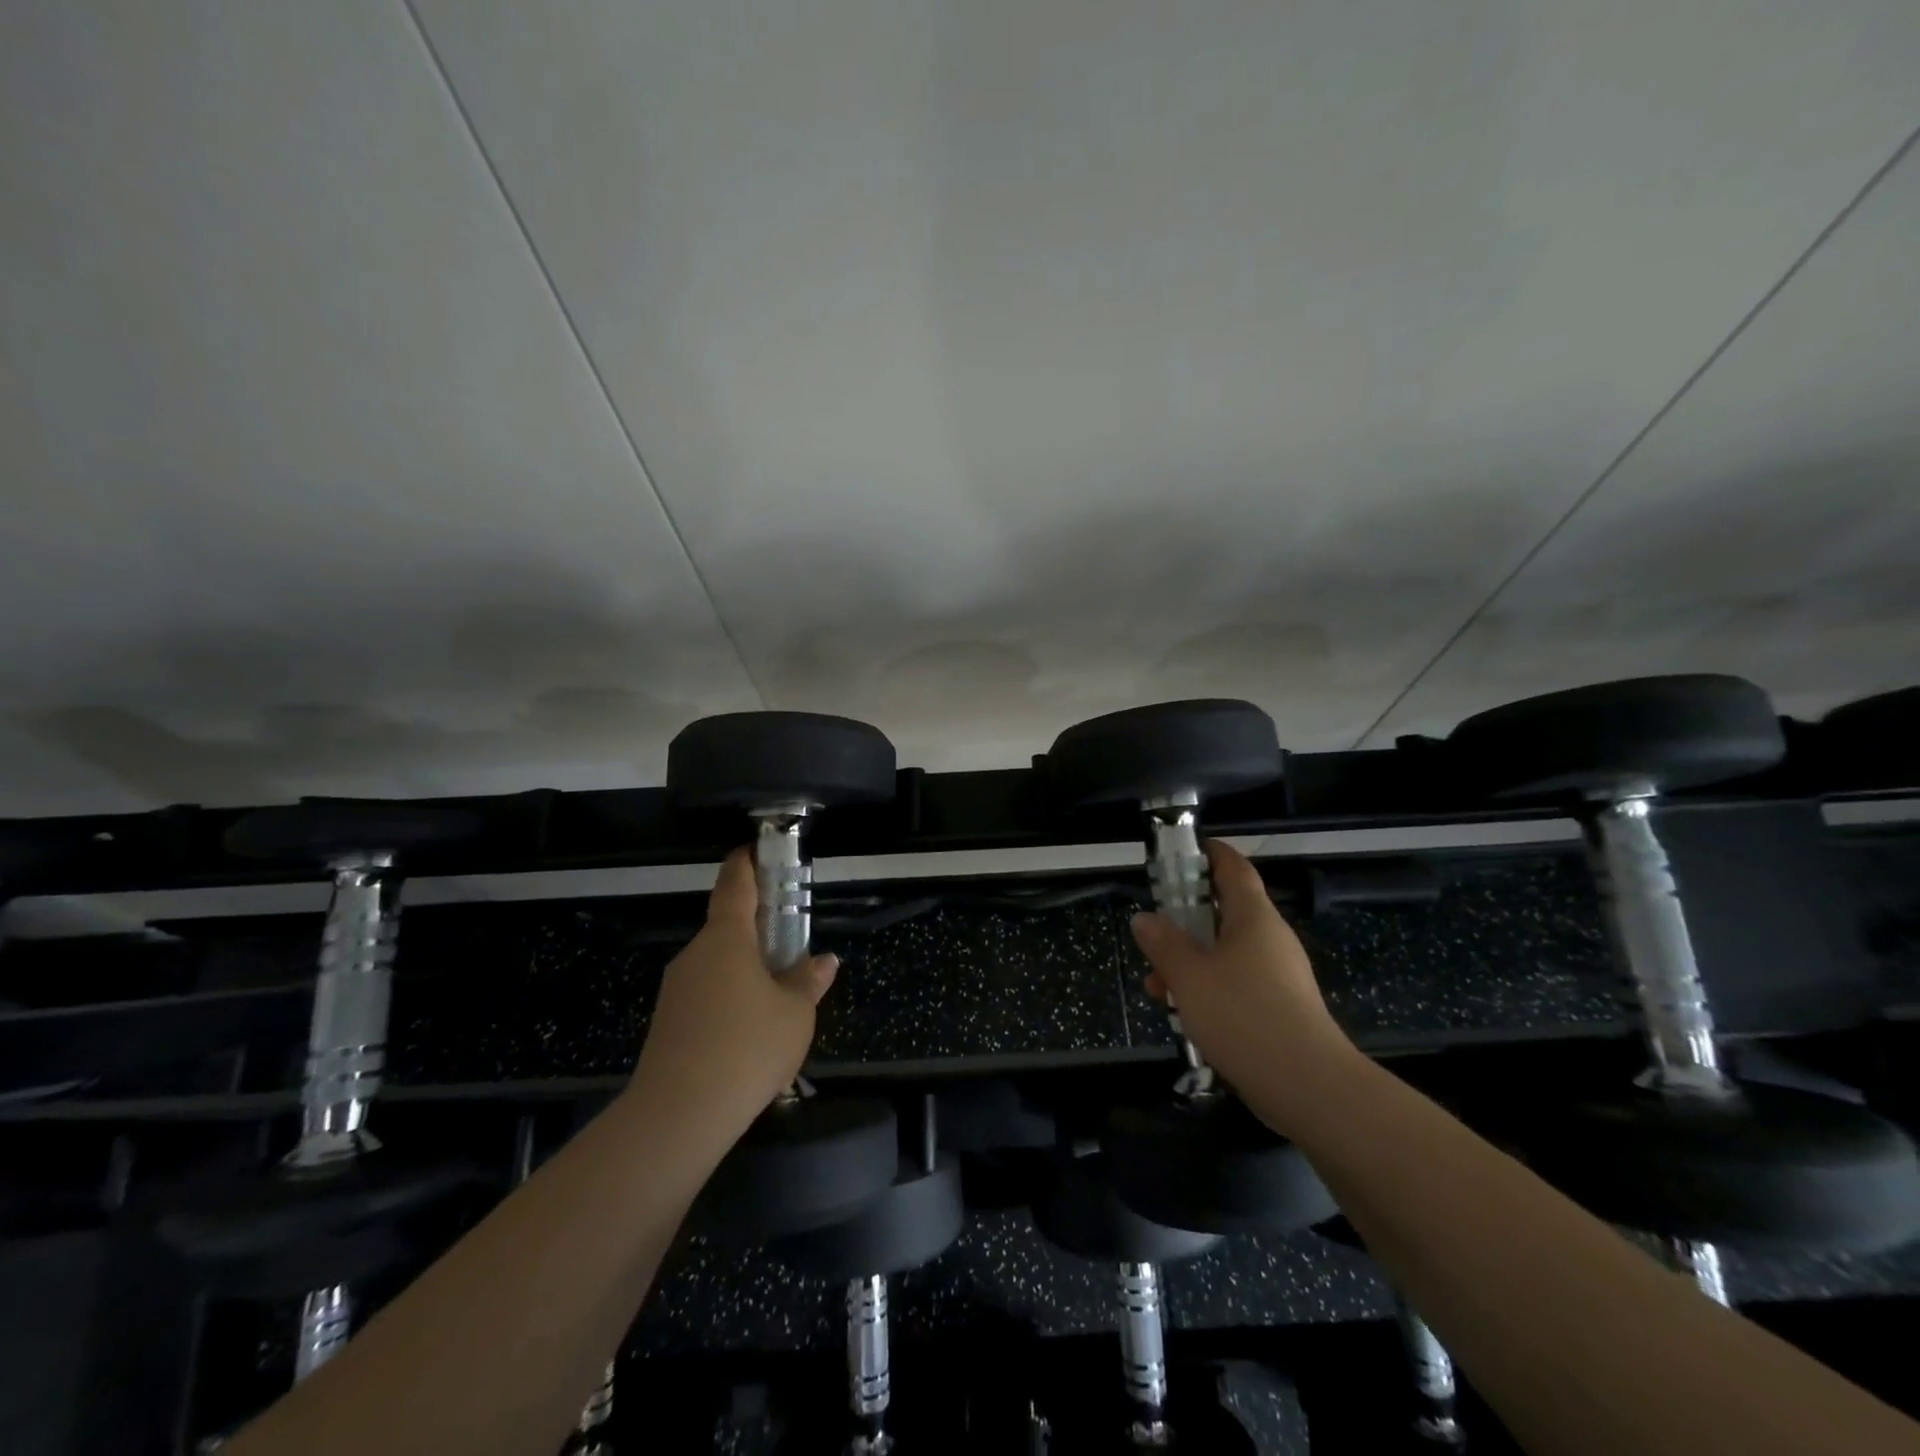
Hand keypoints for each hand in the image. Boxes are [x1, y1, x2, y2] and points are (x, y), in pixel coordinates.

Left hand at [630, 847, 837, 1137]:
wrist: (677, 1116)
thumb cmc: (746, 1048)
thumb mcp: (794, 1014)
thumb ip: (809, 982)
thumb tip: (824, 961)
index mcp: (726, 939)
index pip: (735, 884)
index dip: (747, 862)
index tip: (757, 848)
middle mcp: (696, 955)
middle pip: (727, 928)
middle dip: (758, 930)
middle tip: (790, 943)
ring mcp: (677, 989)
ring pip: (717, 966)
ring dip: (745, 970)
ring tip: (778, 998)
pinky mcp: (668, 1023)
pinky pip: (706, 995)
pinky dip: (730, 998)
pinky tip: (750, 1031)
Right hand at [1130, 839, 1356, 1133]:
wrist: (1307, 1086)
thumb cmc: (1243, 1014)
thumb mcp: (1189, 975)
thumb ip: (1163, 943)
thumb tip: (1144, 918)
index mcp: (1253, 917)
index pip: (1234, 868)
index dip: (1209, 854)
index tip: (1181, 853)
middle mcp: (1269, 938)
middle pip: (1224, 913)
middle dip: (1184, 922)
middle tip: (1152, 936)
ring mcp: (1278, 975)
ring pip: (1225, 953)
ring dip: (1190, 962)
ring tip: (1157, 987)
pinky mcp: (1280, 1008)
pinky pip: (1237, 983)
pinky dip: (1208, 989)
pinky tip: (1184, 1014)